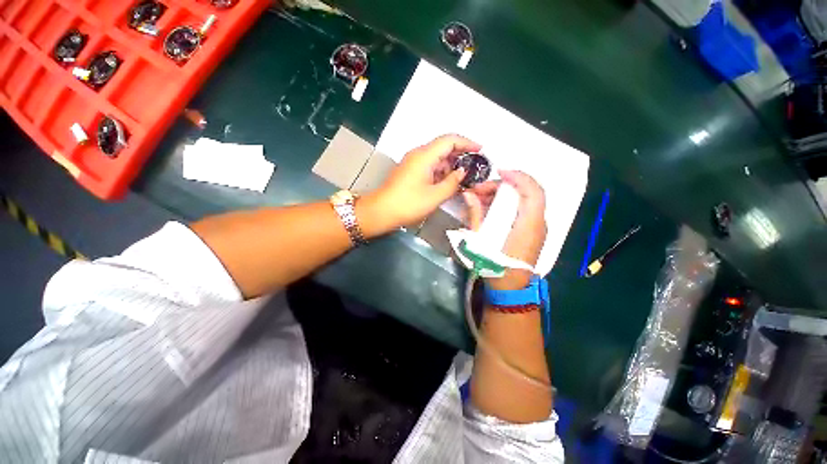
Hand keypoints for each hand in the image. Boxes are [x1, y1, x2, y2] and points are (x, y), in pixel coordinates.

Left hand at [368, 134, 480, 230]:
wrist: (381, 212)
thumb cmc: (408, 204)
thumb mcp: (435, 196)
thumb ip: (452, 182)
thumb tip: (462, 172)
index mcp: (424, 156)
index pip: (449, 140)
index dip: (466, 142)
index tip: (481, 150)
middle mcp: (418, 154)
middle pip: (443, 147)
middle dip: (461, 154)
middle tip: (476, 165)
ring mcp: (413, 163)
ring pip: (436, 158)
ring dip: (451, 165)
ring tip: (466, 175)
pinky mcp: (410, 172)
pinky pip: (429, 166)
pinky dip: (441, 172)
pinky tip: (449, 181)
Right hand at [462, 170, 546, 289]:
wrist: (509, 289)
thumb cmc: (494, 267)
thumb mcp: (480, 241)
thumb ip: (476, 215)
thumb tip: (469, 195)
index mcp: (528, 225)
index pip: (533, 192)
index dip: (519, 177)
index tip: (499, 171)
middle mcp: (537, 224)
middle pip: (527, 193)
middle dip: (504, 185)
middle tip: (480, 190)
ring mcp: (536, 228)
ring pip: (525, 200)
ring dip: (504, 194)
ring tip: (481, 198)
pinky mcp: (531, 232)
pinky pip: (522, 210)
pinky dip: (507, 203)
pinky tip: (490, 207)